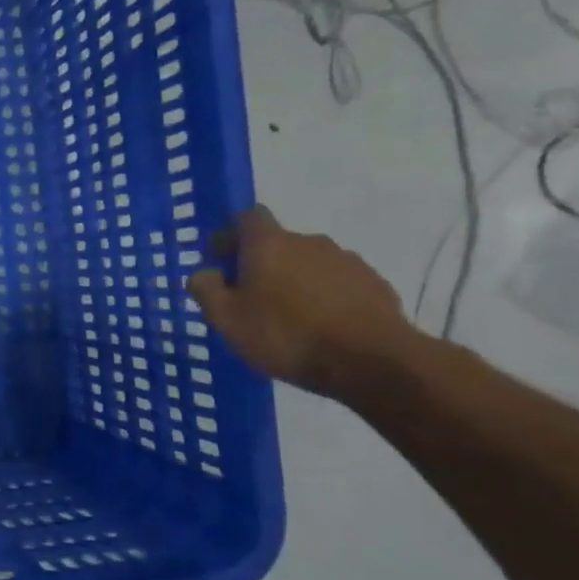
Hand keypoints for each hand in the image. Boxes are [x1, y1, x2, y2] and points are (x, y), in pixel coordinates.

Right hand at [185, 205, 415, 397]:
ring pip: (308, 263)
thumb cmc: (286, 335)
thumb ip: (205, 289)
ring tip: (288, 317)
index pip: (246, 217)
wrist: (373, 362)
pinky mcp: (374, 284)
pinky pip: (337, 283)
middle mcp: (309, 241)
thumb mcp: (226, 319)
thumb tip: (204, 273)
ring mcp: (346, 261)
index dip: (230, 235)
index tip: (221, 261)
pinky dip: (323, 296)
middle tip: (249, 298)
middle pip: (277, 242)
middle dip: (260, 263)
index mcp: (269, 244)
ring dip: (294, 280)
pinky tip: (320, 326)